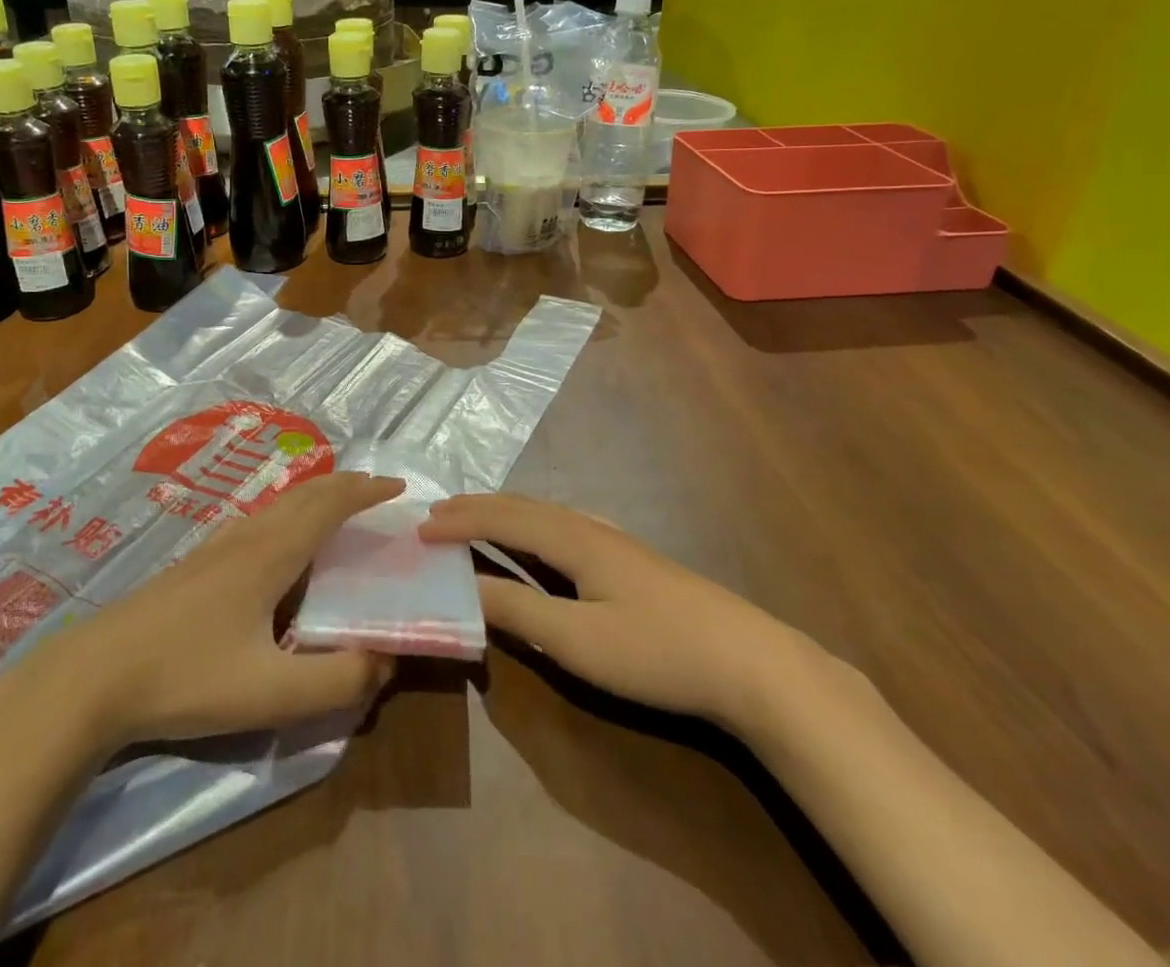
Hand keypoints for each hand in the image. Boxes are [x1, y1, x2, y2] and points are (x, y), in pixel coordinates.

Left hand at [68, 471, 402, 748]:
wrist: (93, 676)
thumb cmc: (186, 677)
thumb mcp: (270, 692)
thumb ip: (336, 681)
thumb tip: (388, 659)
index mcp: (271, 554)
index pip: (329, 506)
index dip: (366, 492)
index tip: (399, 487)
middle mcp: (247, 537)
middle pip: (304, 494)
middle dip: (345, 485)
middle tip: (376, 489)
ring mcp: (216, 547)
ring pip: (277, 503)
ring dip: (315, 495)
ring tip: (335, 505)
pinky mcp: (194, 564)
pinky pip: (257, 518)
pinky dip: (287, 511)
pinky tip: (275, 538)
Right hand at [420, 493, 812, 729]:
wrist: (751, 662)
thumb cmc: (657, 650)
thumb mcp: (578, 640)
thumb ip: (518, 609)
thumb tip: (464, 585)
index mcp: (573, 538)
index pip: (502, 518)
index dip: (459, 522)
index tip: (418, 530)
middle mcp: (590, 527)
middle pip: (523, 506)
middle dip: (476, 508)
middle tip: (436, 515)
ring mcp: (615, 542)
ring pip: (545, 514)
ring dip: (504, 515)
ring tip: (475, 521)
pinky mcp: (631, 561)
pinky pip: (563, 528)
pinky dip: (531, 528)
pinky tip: (540, 542)